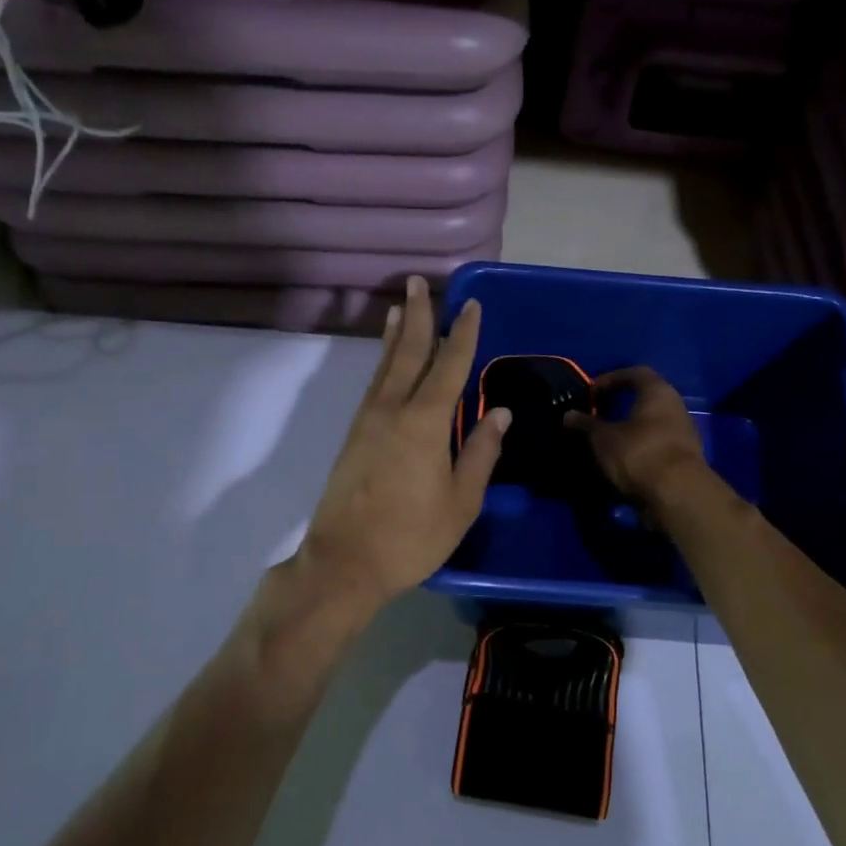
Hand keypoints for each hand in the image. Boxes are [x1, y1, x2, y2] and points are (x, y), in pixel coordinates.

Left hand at [295, 276, 509, 618]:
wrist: (345, 562)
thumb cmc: (412, 536)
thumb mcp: (461, 501)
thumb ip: (481, 453)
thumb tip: (500, 414)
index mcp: (425, 422)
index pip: (450, 366)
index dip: (463, 334)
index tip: (471, 306)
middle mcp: (393, 410)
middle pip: (408, 352)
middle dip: (418, 316)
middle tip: (420, 283)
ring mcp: (369, 421)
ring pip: (386, 366)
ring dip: (395, 334)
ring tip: (400, 307)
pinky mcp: (354, 436)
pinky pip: (374, 385)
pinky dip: (382, 362)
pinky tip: (387, 361)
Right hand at [565, 366, 706, 509]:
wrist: (678, 495)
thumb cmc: (638, 453)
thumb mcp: (603, 439)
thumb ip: (586, 425)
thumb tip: (568, 415)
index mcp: (658, 392)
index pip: (635, 373)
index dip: (611, 379)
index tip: (592, 392)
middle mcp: (676, 407)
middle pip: (646, 399)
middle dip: (622, 405)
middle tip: (599, 414)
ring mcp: (684, 433)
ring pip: (653, 424)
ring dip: (631, 429)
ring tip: (607, 441)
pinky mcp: (685, 459)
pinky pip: (658, 445)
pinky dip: (640, 448)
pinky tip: (623, 461)